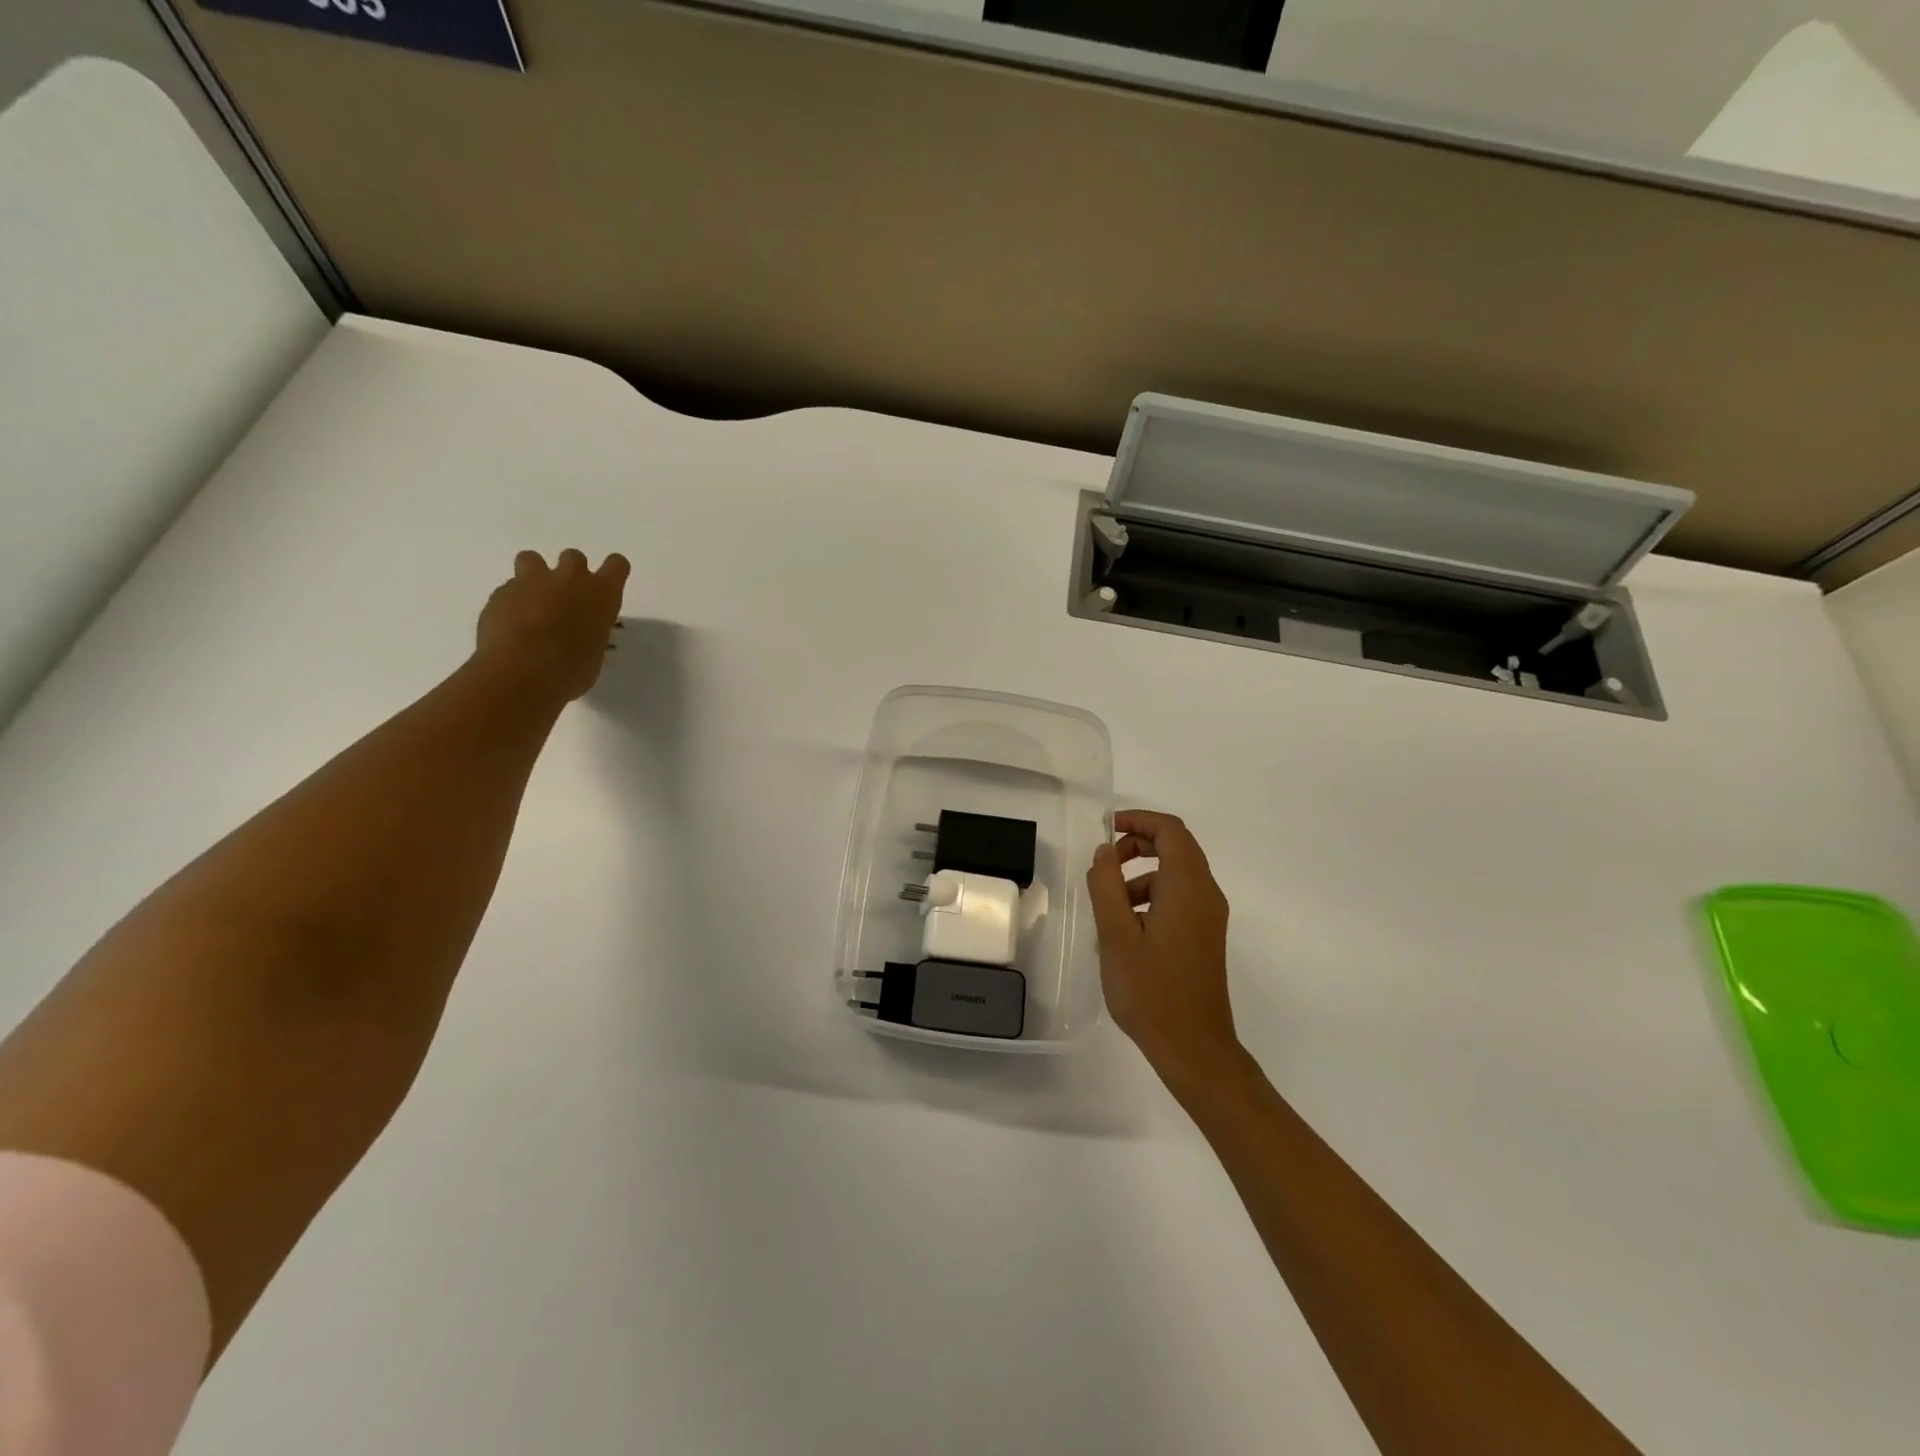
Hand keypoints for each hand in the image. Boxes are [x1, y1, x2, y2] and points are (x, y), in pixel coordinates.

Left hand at [475, 549, 629, 701]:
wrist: (522, 669)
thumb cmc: (573, 668)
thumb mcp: (594, 653)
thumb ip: (590, 635)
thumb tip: (582, 637)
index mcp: (602, 593)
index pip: (617, 565)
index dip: (613, 572)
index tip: (607, 589)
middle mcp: (570, 579)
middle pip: (574, 557)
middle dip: (571, 574)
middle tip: (567, 600)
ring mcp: (532, 581)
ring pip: (532, 559)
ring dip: (534, 575)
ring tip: (532, 603)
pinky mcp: (501, 593)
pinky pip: (508, 590)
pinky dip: (511, 603)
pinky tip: (510, 627)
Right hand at [1086, 810, 1240, 1096]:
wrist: (1194, 1048)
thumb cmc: (1151, 991)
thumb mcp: (1116, 936)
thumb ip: (1107, 886)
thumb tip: (1104, 852)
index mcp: (1187, 888)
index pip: (1171, 831)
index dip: (1139, 820)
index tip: (1107, 828)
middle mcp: (1206, 894)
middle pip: (1177, 847)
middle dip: (1139, 843)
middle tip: (1105, 862)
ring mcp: (1210, 916)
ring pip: (1177, 873)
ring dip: (1142, 872)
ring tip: (1109, 902)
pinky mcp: (1206, 935)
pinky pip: (1180, 897)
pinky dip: (1153, 894)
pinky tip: (1127, 927)